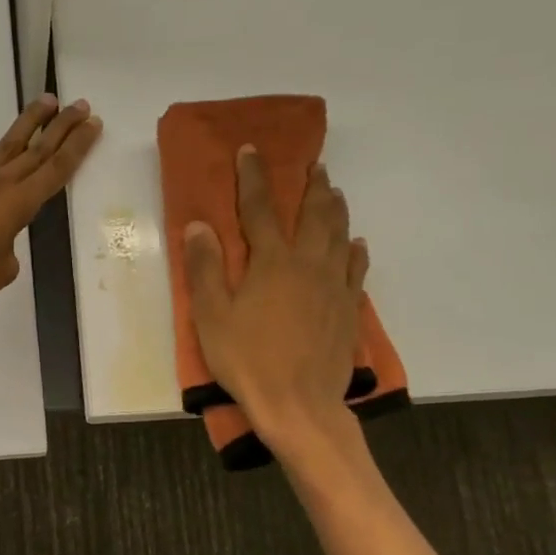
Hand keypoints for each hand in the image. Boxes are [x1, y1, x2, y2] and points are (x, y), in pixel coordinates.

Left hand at [0, 95, 101, 328]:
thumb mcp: (1, 272)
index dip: (77, 147)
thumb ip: (8, 249)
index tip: (93, 125)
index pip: (56, 170)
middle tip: (81, 105)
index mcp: (18, 205)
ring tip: (46, 101)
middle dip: (62, 127)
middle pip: (37, 150)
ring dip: (27, 122)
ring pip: (6, 144)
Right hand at [184, 146, 368, 450]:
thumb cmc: (247, 360)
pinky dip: (355, 250)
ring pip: (339, 234)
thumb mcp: (212, 317)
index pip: (260, 209)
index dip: (253, 177)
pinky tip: (356, 243)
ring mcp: (333, 285)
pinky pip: (356, 268)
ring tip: (334, 191)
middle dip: (310, 186)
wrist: (298, 403)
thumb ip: (205, 269)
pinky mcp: (347, 308)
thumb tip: (199, 225)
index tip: (250, 150)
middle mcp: (307, 264)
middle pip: (312, 214)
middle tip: (313, 165)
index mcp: (271, 263)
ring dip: (336, 209)